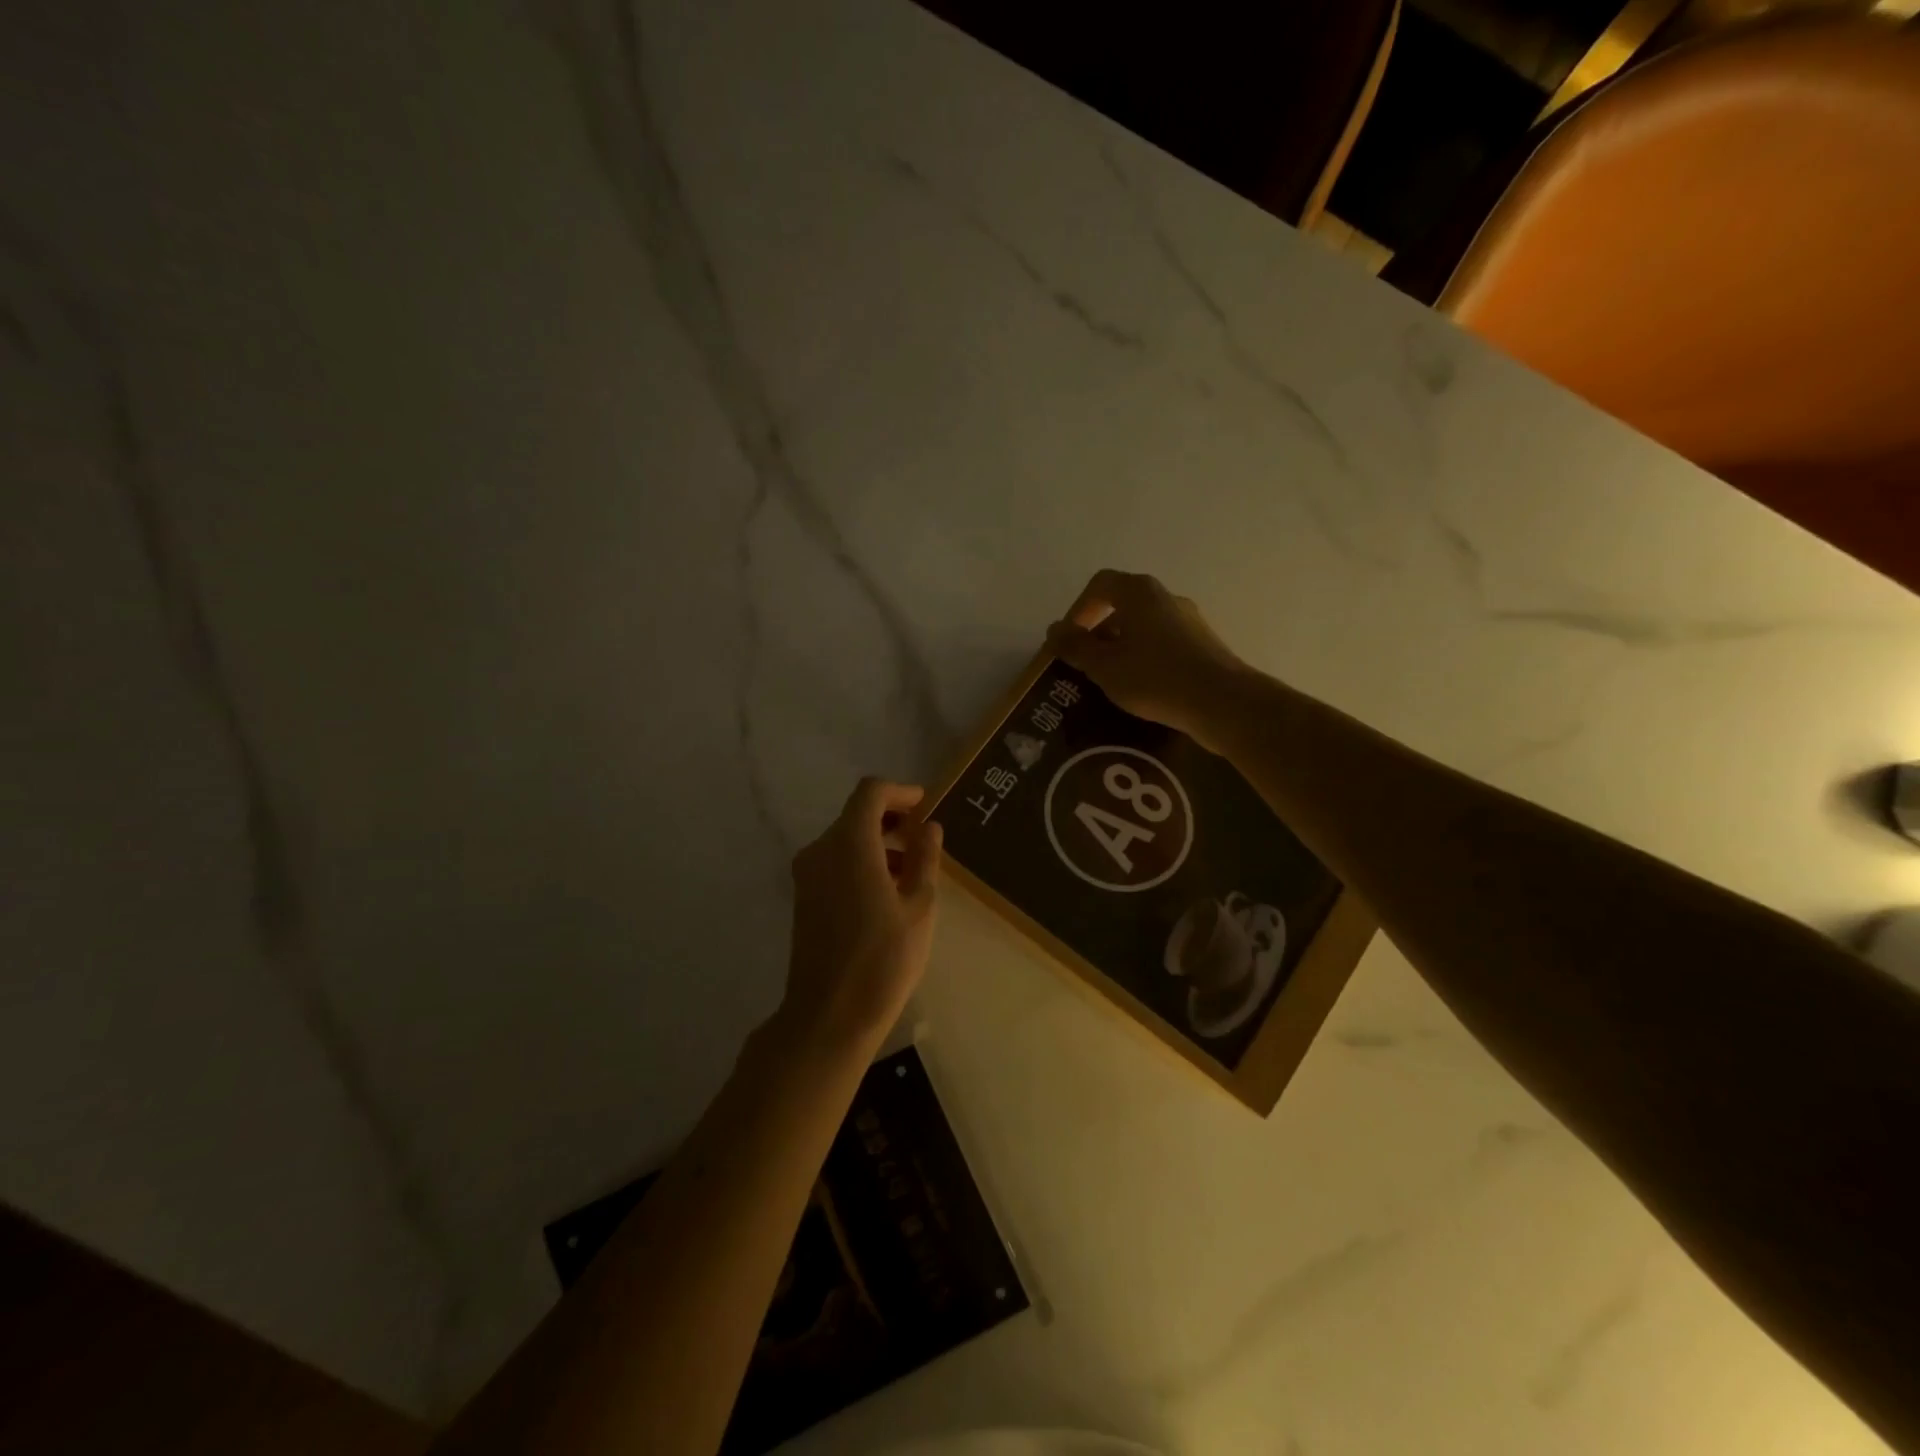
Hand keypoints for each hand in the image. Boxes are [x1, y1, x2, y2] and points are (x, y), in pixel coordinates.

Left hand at [779, 779, 942, 1050]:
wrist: (829, 1015)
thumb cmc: (883, 959)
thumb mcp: (919, 906)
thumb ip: (925, 858)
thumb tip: (928, 828)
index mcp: (849, 844)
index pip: (871, 793)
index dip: (900, 792)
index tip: (925, 805)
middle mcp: (821, 850)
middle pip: (856, 814)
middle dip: (892, 819)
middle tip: (925, 841)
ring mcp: (807, 874)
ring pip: (845, 839)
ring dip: (878, 843)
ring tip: (912, 871)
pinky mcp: (804, 897)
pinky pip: (835, 862)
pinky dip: (861, 862)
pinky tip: (887, 892)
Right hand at [1047, 570, 1251, 752]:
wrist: (1222, 702)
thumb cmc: (1155, 678)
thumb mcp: (1104, 666)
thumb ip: (1075, 647)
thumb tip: (1055, 630)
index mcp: (1139, 593)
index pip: (1100, 585)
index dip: (1078, 609)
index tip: (1069, 639)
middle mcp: (1166, 598)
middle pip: (1123, 605)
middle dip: (1098, 632)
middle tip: (1085, 663)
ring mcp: (1189, 620)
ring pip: (1144, 626)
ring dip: (1121, 647)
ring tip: (1111, 680)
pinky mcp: (1204, 644)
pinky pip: (1163, 643)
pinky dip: (1145, 658)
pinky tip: (1142, 688)